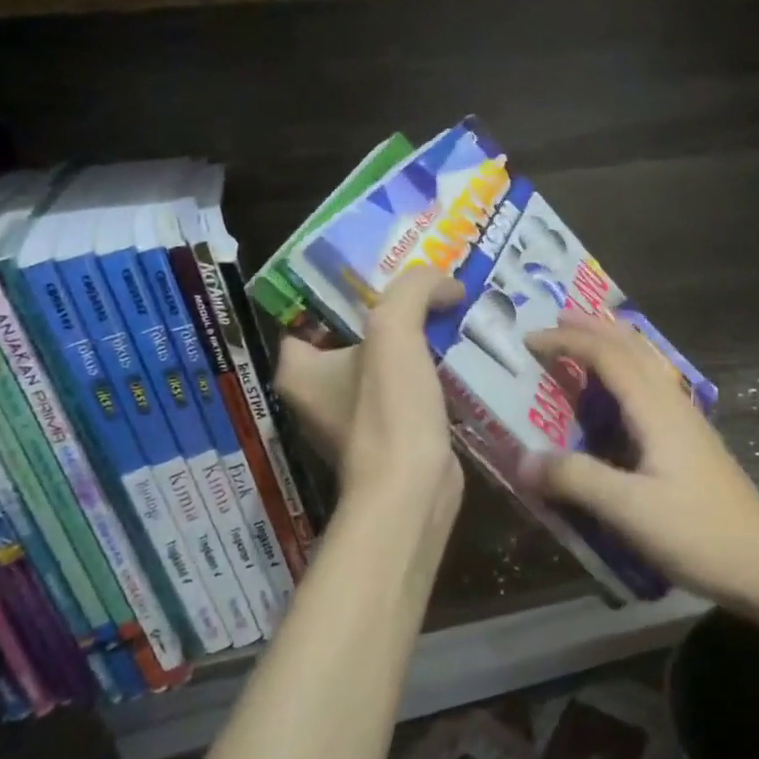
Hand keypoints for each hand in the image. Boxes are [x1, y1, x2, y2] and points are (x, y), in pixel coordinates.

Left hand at [274, 266, 464, 524]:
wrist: (413, 491)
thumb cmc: (388, 410)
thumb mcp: (394, 330)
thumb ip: (415, 289)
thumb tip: (447, 284)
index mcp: (299, 369)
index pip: (310, 313)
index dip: (344, 287)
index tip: (384, 267)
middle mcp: (319, 392)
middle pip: (355, 333)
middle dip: (391, 308)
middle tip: (428, 284)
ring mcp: (355, 416)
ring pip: (386, 360)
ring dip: (416, 338)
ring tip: (450, 309)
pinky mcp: (391, 432)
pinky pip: (408, 386)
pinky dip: (429, 369)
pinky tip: (459, 351)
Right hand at [524, 311, 758, 612]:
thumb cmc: (698, 533)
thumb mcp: (629, 510)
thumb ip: (575, 479)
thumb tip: (521, 458)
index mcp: (656, 409)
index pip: (608, 355)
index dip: (568, 340)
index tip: (529, 338)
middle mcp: (672, 404)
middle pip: (632, 347)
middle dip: (593, 327)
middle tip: (556, 316)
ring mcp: (686, 422)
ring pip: (646, 364)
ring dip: (613, 344)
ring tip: (585, 340)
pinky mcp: (691, 443)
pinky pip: (652, 387)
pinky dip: (627, 371)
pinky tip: (620, 395)